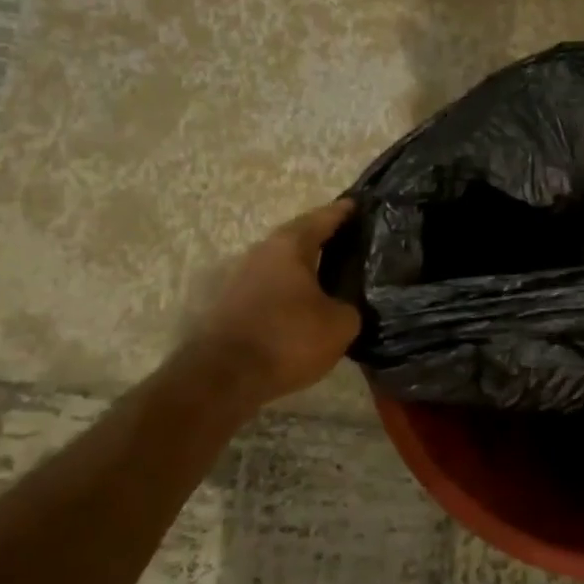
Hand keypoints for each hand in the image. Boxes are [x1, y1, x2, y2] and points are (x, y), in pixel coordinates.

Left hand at [197, 199, 361, 399]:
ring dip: (305, 267)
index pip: (323, 218)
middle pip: (299, 238)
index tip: (360, 204)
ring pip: (282, 264)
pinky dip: (290, 290)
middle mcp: (262, 252)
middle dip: (324, 239)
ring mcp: (241, 278)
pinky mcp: (231, 305)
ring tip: (332, 275)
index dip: (344, 212)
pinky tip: (306, 304)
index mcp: (290, 246)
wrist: (223, 378)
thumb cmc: (287, 339)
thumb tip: (347, 304)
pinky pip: (271, 287)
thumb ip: (350, 306)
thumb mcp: (340, 324)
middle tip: (351, 242)